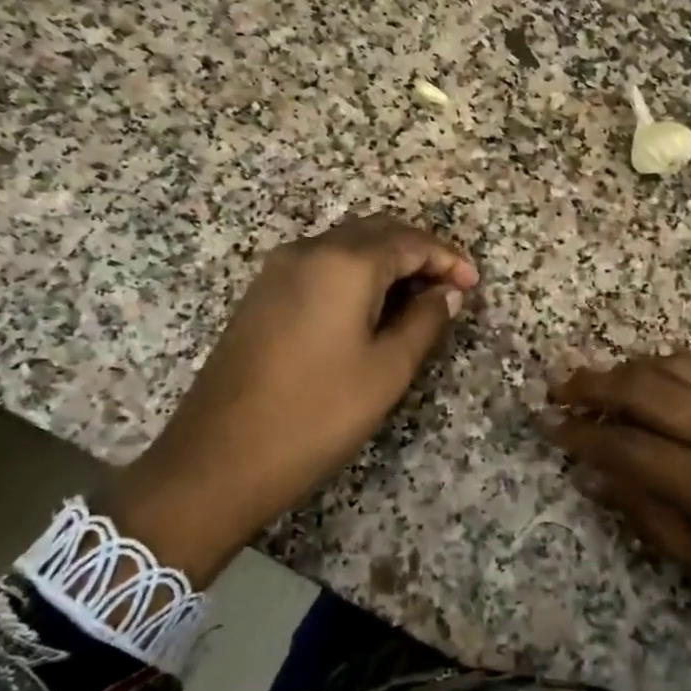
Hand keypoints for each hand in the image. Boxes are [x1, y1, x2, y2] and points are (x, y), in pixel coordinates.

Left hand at [111, 215, 476, 586]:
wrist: (217, 459)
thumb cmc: (316, 414)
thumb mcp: (386, 371)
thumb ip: (424, 322)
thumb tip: (447, 294)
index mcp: (344, 263)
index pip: (409, 241)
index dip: (447, 258)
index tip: (473, 285)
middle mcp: (309, 251)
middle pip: (376, 232)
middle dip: (418, 252)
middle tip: (449, 288)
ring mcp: (278, 270)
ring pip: (346, 245)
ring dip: (387, 261)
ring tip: (417, 299)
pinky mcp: (262, 294)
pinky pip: (321, 265)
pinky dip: (356, 273)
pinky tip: (371, 308)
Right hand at [545, 352, 690, 690]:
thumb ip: (651, 517)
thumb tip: (598, 477)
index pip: (625, 444)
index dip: (579, 434)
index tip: (546, 424)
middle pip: (647, 387)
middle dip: (595, 384)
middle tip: (559, 386)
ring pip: (683, 367)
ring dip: (635, 368)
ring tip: (606, 381)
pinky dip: (678, 373)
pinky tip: (663, 388)